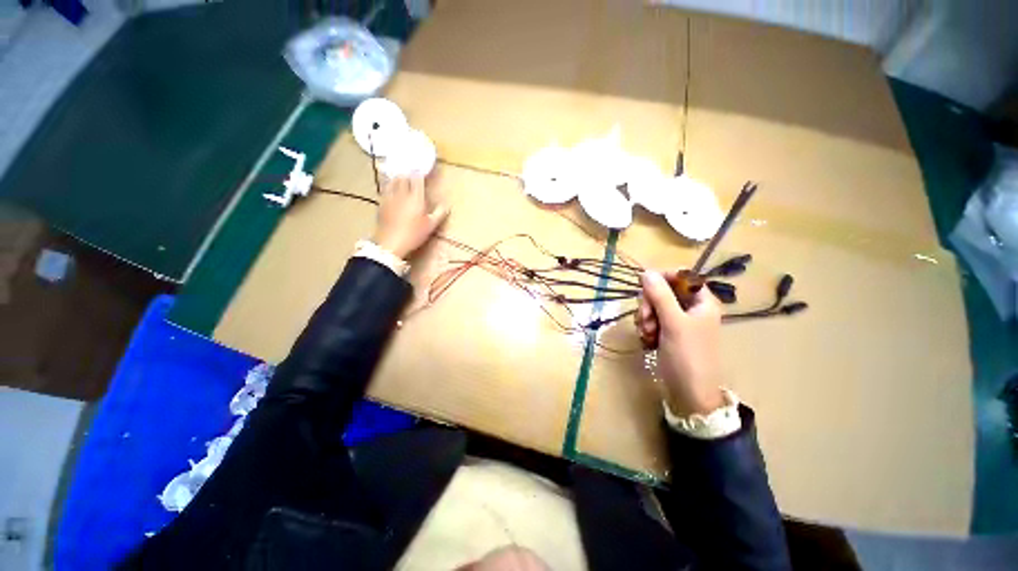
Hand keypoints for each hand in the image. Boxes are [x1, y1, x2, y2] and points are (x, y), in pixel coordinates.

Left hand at [373, 175, 448, 258]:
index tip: (423, 169)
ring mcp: (390, 197)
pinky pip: (385, 189)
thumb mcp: (431, 226)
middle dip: (408, 173)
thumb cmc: (413, 234)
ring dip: (398, 177)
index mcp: (416, 198)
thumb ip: (440, 213)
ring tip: (402, 176)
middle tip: (412, 172)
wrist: (390, 243)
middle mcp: (402, 194)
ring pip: (393, 181)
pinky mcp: (381, 203)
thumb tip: (446, 204)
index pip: (418, 179)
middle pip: (404, 177)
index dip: (420, 172)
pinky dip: (389, 185)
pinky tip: (391, 188)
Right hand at [636, 271, 724, 414]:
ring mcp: (678, 321)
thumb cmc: (688, 356)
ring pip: (654, 306)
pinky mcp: (667, 332)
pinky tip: (647, 340)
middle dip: (650, 303)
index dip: (662, 277)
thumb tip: (646, 271)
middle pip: (663, 291)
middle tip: (646, 319)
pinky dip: (646, 328)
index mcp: (702, 301)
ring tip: (647, 334)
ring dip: (645, 317)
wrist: (689, 393)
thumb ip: (660, 295)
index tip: (644, 285)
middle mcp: (690, 308)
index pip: (682, 276)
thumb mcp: (673, 323)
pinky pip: (651, 320)